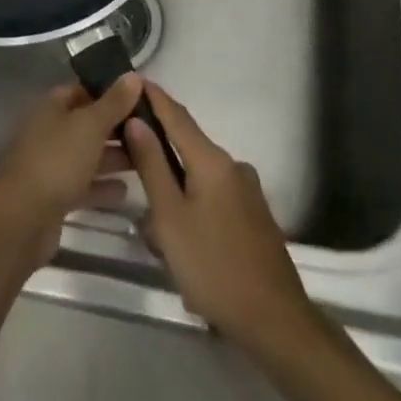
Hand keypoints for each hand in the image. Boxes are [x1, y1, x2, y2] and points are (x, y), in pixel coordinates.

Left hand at [0, 76, 141, 271]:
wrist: (22, 220)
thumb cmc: (57, 161)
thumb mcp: (90, 126)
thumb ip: (114, 102)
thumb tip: (133, 75)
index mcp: (51, 107)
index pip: (83, 89)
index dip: (110, 92)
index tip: (141, 97)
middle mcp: (49, 131)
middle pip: (87, 124)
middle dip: (117, 127)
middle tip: (152, 132)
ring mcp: (50, 164)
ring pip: (87, 155)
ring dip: (113, 158)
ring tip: (146, 160)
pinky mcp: (54, 196)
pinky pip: (83, 185)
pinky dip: (102, 186)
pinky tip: (125, 192)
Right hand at [124, 83, 318, 351]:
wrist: (275, 321)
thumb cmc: (213, 266)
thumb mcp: (170, 217)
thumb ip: (152, 166)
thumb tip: (136, 121)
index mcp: (212, 160)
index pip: (176, 116)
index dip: (154, 97)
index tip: (132, 79)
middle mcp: (233, 166)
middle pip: (188, 144)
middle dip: (158, 146)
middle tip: (125, 149)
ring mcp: (247, 191)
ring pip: (199, 175)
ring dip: (174, 184)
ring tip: (148, 213)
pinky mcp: (253, 216)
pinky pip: (213, 194)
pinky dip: (191, 201)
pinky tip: (178, 233)